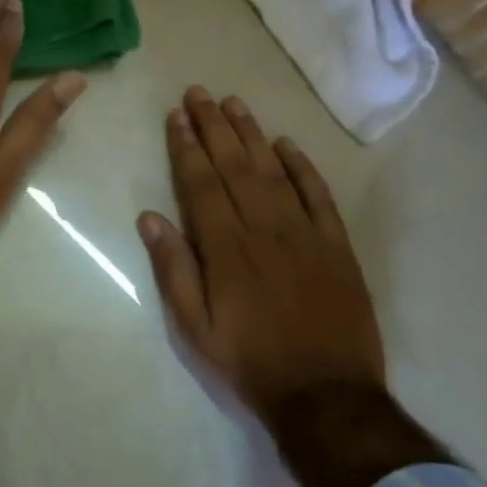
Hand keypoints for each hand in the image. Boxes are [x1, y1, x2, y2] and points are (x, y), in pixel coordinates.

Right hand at [137, 87, 384, 423]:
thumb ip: (173, 270)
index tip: (176, 117)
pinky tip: (286, 144)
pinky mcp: (336, 245)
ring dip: (252, 135)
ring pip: (274, 171)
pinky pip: (318, 195)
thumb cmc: (249, 361)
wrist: (325, 394)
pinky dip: (302, 166)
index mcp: (226, 249)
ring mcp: (305, 234)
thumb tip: (150, 218)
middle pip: (235, 167)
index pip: (202, 185)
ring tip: (234, 104)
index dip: (187, 148)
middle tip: (199, 93)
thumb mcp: (195, 328)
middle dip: (214, 127)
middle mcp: (265, 230)